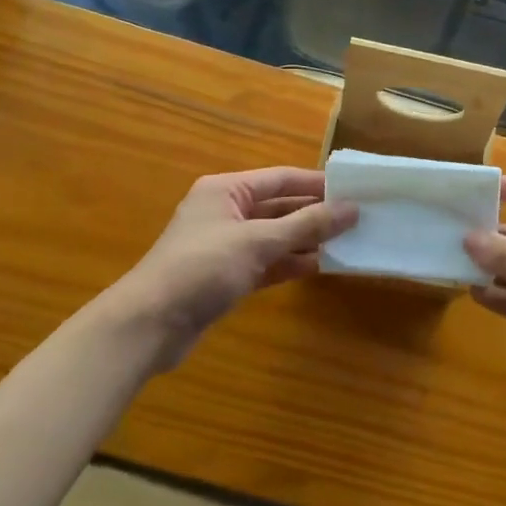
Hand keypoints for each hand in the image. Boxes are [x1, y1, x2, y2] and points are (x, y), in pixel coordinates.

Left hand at [103, 168, 355, 373]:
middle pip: (280, 207)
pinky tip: (321, 267)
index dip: (317, 183)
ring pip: (276, 237)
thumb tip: (351, 209)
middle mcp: (226, 212)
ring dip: (307, 240)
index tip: (354, 189)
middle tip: (357, 218)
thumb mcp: (258, 241)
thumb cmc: (202, 268)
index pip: (281, 179)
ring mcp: (226, 246)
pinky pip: (267, 262)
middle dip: (315, 214)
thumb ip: (307, 225)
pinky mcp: (227, 276)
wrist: (148, 326)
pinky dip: (291, 264)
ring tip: (348, 242)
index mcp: (226, 191)